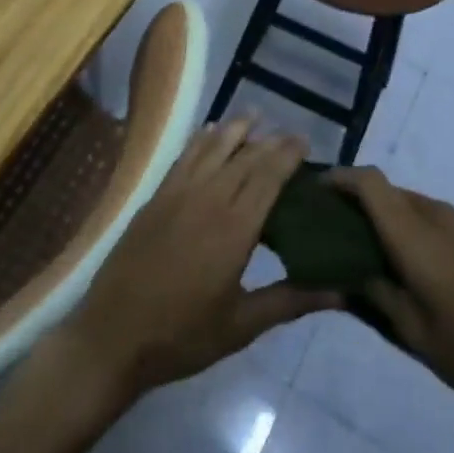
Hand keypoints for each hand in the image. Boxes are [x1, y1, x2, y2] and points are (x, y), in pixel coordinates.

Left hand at [61, 120, 341, 398]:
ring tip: (255, 116)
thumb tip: (341, 292)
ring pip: (214, 147)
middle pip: (246, 157)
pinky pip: (185, 155)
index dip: (288, 155)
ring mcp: (179, 192)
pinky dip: (202, 138)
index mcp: (235, 228)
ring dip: (237, 129)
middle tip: (289, 135)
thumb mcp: (241, 326)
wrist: (112, 336)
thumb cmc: (182, 336)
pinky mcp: (157, 196)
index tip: (305, 142)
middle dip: (270, 141)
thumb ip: (290, 301)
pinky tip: (210, 131)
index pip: (269, 177)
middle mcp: (209, 198)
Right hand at [331, 167, 453, 419]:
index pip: (371, 183)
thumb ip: (376, 296)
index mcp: (417, 235)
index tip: (317, 191)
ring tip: (374, 249)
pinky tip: (416, 262)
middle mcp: (439, 215)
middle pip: (390, 191)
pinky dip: (415, 225)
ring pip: (413, 203)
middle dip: (360, 201)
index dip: (342, 178)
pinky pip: (436, 216)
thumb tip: (342, 274)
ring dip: (389, 215)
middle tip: (338, 229)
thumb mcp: (416, 334)